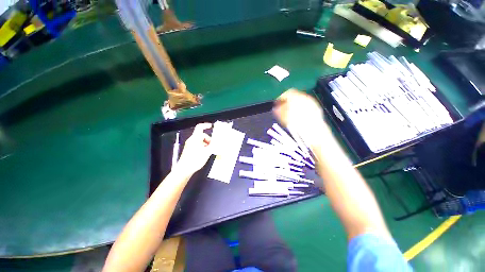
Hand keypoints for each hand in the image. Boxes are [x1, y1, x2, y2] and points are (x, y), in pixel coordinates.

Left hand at [176, 123, 212, 174]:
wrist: (184, 169)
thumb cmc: (195, 160)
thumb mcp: (207, 152)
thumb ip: (213, 146)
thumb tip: (217, 142)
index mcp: (195, 138)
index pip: (200, 127)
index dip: (206, 125)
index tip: (211, 126)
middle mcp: (191, 140)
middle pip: (202, 135)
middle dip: (208, 139)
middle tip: (212, 145)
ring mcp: (190, 145)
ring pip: (200, 140)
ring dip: (206, 144)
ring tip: (209, 151)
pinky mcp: (189, 149)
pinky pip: (197, 145)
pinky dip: (202, 147)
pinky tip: (205, 153)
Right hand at [273, 89, 328, 146]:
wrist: (313, 131)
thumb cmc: (296, 124)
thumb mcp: (283, 117)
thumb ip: (278, 110)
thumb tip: (275, 108)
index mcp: (295, 96)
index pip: (287, 93)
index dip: (281, 98)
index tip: (277, 104)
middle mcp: (304, 96)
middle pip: (294, 96)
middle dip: (288, 102)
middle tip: (283, 109)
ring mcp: (312, 102)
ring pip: (301, 101)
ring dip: (295, 106)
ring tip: (291, 114)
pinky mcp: (317, 108)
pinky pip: (307, 106)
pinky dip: (302, 109)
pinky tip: (300, 117)